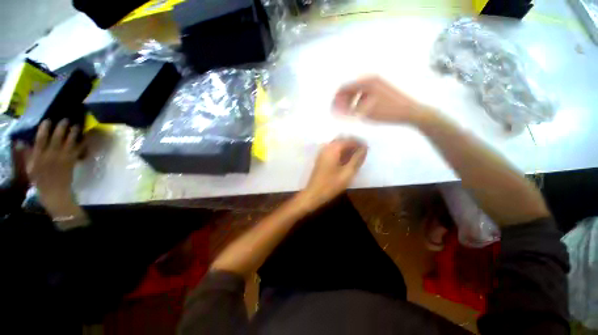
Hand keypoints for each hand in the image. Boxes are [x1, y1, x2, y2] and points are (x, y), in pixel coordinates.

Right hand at [18, 119, 85, 218]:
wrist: (54, 192)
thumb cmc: (40, 180)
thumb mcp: (30, 167)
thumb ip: (27, 154)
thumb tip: (20, 142)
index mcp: (39, 156)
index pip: (41, 139)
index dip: (45, 128)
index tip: (48, 120)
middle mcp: (51, 155)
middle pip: (57, 137)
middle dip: (61, 127)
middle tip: (66, 119)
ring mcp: (63, 158)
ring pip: (69, 141)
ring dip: (73, 132)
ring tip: (77, 125)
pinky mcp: (72, 161)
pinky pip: (79, 150)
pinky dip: (83, 143)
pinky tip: (85, 137)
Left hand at [299, 138, 367, 209]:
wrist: (313, 194)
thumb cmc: (331, 184)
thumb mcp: (347, 172)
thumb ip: (357, 159)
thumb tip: (364, 148)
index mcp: (332, 149)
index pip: (348, 140)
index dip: (359, 143)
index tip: (368, 148)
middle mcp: (326, 148)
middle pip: (342, 140)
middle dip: (353, 144)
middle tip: (363, 152)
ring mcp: (322, 153)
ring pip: (337, 146)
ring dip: (347, 149)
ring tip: (357, 156)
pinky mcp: (321, 159)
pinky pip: (333, 151)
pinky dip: (341, 153)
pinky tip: (347, 160)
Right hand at [333, 76, 432, 123]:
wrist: (410, 112)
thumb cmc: (387, 112)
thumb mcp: (365, 112)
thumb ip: (347, 110)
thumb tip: (335, 109)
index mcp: (366, 82)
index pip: (344, 88)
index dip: (336, 99)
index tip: (332, 110)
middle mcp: (370, 80)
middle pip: (350, 89)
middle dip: (342, 101)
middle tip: (339, 113)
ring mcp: (377, 84)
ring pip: (357, 92)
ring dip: (350, 102)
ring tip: (347, 114)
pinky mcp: (380, 89)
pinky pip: (364, 94)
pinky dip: (358, 102)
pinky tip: (358, 111)